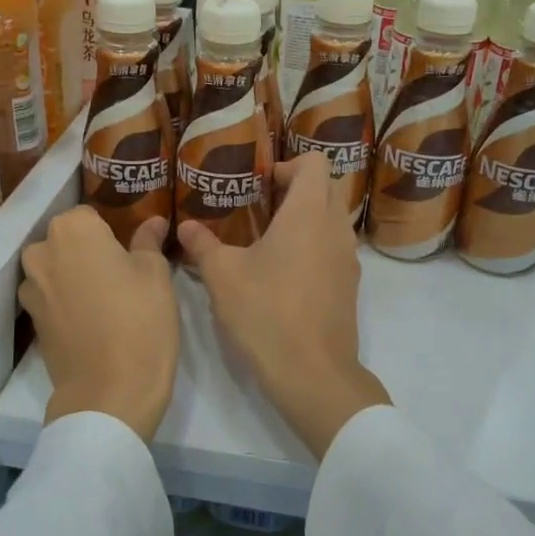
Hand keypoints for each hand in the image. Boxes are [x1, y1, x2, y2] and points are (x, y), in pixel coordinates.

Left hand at [20, 209, 177, 440]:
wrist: (109, 391)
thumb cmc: (140, 320)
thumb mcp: (156, 274)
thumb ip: (148, 241)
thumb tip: (153, 221)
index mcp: (73, 230)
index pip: (90, 215)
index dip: (111, 230)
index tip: (130, 249)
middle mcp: (42, 252)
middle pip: (67, 240)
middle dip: (89, 251)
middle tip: (122, 272)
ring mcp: (31, 288)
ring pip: (56, 268)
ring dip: (75, 275)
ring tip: (107, 298)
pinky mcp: (32, 320)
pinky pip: (51, 297)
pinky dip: (67, 302)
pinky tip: (93, 320)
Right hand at [177, 153, 389, 460]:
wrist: (312, 373)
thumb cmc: (266, 313)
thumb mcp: (222, 276)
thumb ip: (202, 245)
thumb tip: (185, 227)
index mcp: (308, 213)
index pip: (313, 162)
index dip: (287, 164)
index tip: (259, 183)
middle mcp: (335, 227)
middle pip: (327, 186)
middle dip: (297, 187)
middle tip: (261, 204)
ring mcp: (348, 258)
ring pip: (333, 218)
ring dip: (307, 216)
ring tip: (270, 236)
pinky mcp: (350, 284)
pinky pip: (335, 247)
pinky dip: (315, 244)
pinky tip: (285, 270)